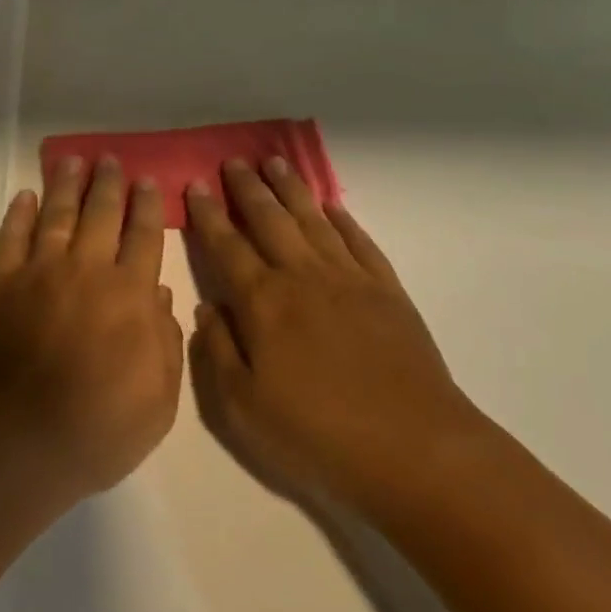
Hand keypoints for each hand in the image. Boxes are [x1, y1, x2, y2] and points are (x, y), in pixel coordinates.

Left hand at [0, 155, 182, 507]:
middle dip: (109, 183)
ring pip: (57, 214)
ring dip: (66, 184)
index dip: (147, 206)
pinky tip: (25, 195)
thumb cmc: (97, 430)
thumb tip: (163, 294)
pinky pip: (11, 236)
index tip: (148, 181)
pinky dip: (18, 213)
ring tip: (72, 160)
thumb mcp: (159, 403)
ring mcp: (39, 271)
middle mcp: (87, 270)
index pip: (144, 237)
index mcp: (129, 295)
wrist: (17, 442)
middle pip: (101, 213)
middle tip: (111, 159)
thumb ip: (167, 344)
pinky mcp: (0, 282)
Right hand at [186, 158, 486, 517]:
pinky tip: (332, 207)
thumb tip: (206, 308)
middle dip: (248, 188)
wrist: (416, 450)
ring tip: (275, 162)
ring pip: (312, 220)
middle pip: (269, 219)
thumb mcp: (243, 408)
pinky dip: (343, 220)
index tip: (195, 185)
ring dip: (291, 189)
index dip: (208, 214)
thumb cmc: (318, 434)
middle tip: (234, 161)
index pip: (226, 245)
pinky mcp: (387, 292)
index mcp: (262, 302)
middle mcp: (302, 277)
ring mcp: (349, 280)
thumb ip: (217, 352)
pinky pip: (359, 242)